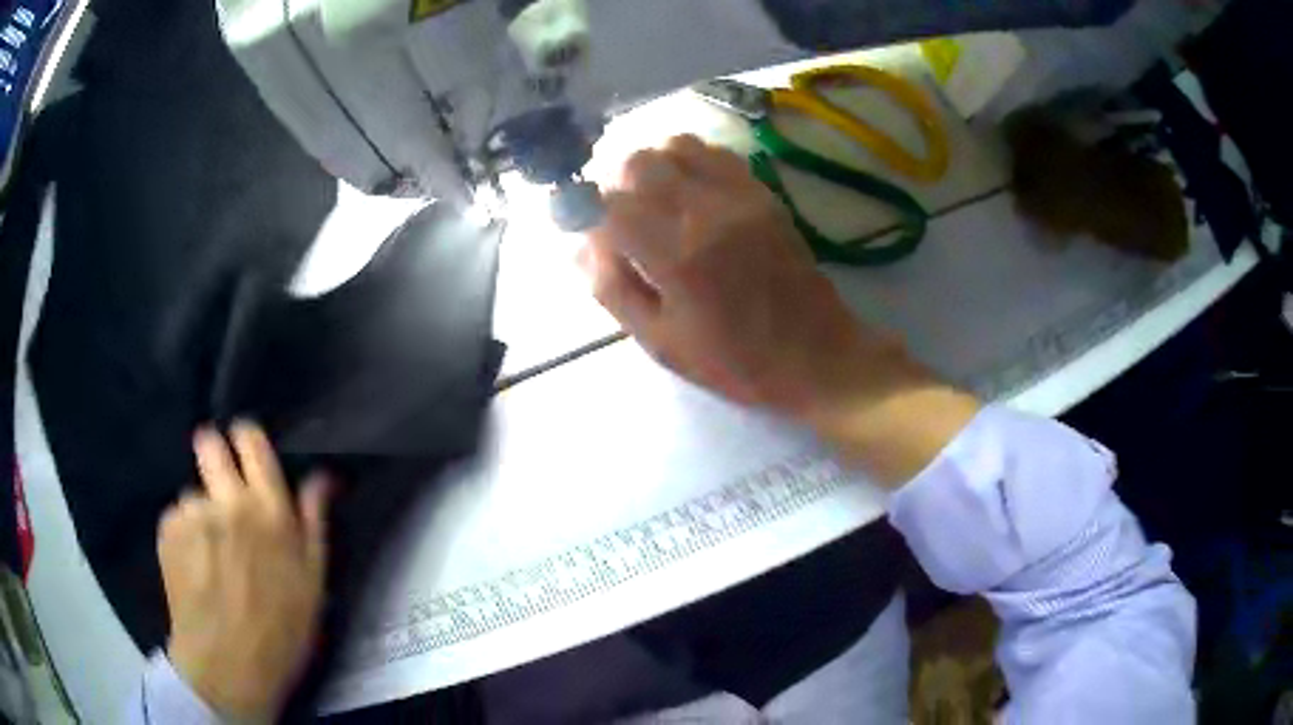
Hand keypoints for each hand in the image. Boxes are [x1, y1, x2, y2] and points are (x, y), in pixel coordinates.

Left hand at [159, 422, 329, 720]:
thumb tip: (322, 477)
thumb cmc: (280, 630)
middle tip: (218, 489)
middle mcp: (228, 501)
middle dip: (212, 454)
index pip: (251, 440)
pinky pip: (177, 518)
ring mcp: (193, 513)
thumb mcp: (313, 582)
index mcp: (270, 510)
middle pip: (209, 444)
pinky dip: (184, 536)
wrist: (229, 667)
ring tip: (208, 557)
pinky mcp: (167, 529)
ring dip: (200, 514)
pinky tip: (193, 569)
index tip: (242, 446)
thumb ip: (314, 522)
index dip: (245, 436)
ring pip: (193, 494)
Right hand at [581, 135, 908, 423]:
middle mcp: (707, 211)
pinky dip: (690, 163)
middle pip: (639, 161)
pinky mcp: (763, 193)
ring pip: (676, 145)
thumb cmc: (736, 362)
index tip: (592, 233)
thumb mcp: (661, 343)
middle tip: (622, 218)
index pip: (610, 204)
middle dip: (617, 184)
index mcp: (677, 256)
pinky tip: (692, 195)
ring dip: (655, 167)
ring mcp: (740, 195)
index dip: (588, 214)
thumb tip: (579, 245)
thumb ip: (613, 289)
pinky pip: (715, 153)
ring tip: (658, 203)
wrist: (817, 356)